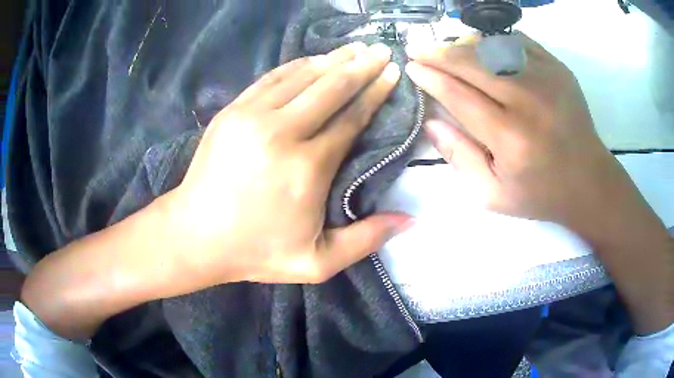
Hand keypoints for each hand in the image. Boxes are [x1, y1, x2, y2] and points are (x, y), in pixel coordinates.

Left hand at [167, 41, 409, 286]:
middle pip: (331, 88)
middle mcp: (282, 133)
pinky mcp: (232, 111)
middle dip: (361, 66)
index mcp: (308, 168)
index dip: (375, 94)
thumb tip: (410, 219)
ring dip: (333, 59)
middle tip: (381, 50)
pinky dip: (297, 65)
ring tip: (355, 47)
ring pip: (302, 76)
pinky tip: (314, 59)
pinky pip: (271, 78)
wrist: (195, 235)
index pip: (351, 119)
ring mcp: (252, 116)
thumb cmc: (255, 252)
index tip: (392, 74)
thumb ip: (365, 240)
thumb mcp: (317, 262)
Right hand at [405, 33, 672, 333]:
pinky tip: (482, 47)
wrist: (589, 182)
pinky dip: (493, 40)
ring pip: (492, 46)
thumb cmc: (541, 193)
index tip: (412, 67)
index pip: (458, 95)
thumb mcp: (493, 195)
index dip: (430, 77)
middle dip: (439, 53)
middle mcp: (528, 101)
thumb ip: (460, 158)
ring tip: (447, 49)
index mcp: (511, 138)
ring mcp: (547, 79)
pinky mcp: (558, 69)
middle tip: (417, 48)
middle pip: (472, 63)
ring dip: (463, 44)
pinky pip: (517, 41)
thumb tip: (431, 121)